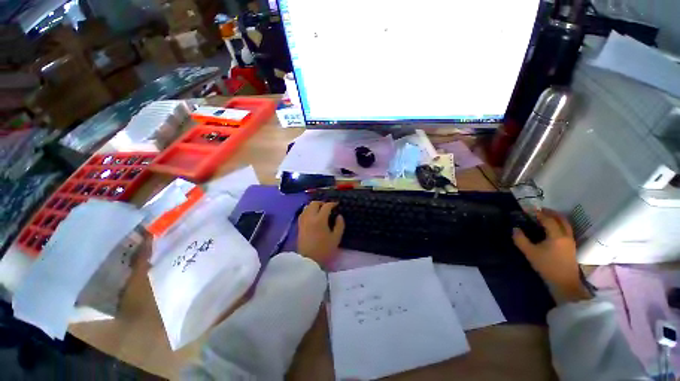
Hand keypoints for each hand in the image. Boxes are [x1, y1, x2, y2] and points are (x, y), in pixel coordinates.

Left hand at [297, 202, 344, 266]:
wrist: (308, 261)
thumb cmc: (324, 250)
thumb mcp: (336, 238)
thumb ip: (339, 225)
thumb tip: (339, 216)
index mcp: (320, 219)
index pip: (326, 206)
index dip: (332, 203)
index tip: (337, 204)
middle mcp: (310, 217)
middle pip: (314, 203)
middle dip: (322, 202)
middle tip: (328, 207)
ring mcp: (303, 221)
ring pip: (307, 207)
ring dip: (314, 206)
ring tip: (320, 210)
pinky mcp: (299, 225)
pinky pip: (303, 212)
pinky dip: (308, 210)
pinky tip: (312, 215)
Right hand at [513, 209, 590, 303]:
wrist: (565, 282)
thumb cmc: (547, 266)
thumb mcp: (530, 253)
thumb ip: (520, 239)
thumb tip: (515, 229)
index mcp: (556, 235)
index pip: (548, 220)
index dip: (538, 213)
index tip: (529, 210)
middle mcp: (566, 235)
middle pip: (561, 219)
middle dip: (551, 213)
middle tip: (539, 210)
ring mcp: (571, 241)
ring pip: (566, 224)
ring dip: (556, 218)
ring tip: (546, 217)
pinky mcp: (571, 246)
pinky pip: (566, 229)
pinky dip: (560, 224)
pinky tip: (552, 228)